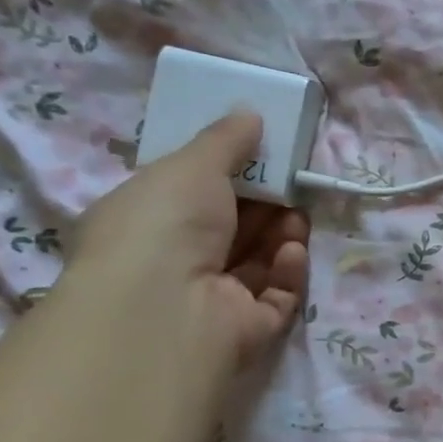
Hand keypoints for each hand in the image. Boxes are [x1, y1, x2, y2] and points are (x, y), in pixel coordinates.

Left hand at [63, 111, 309, 372]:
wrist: (167, 310)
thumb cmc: (163, 226)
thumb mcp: (190, 165)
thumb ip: (224, 140)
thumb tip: (250, 113)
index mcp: (146, 226)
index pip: (189, 199)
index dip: (226, 177)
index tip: (259, 156)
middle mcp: (175, 266)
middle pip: (232, 229)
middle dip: (265, 204)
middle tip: (290, 182)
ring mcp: (213, 301)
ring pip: (260, 261)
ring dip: (282, 234)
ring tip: (296, 214)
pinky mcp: (248, 328)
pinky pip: (278, 294)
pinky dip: (288, 270)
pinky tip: (292, 250)